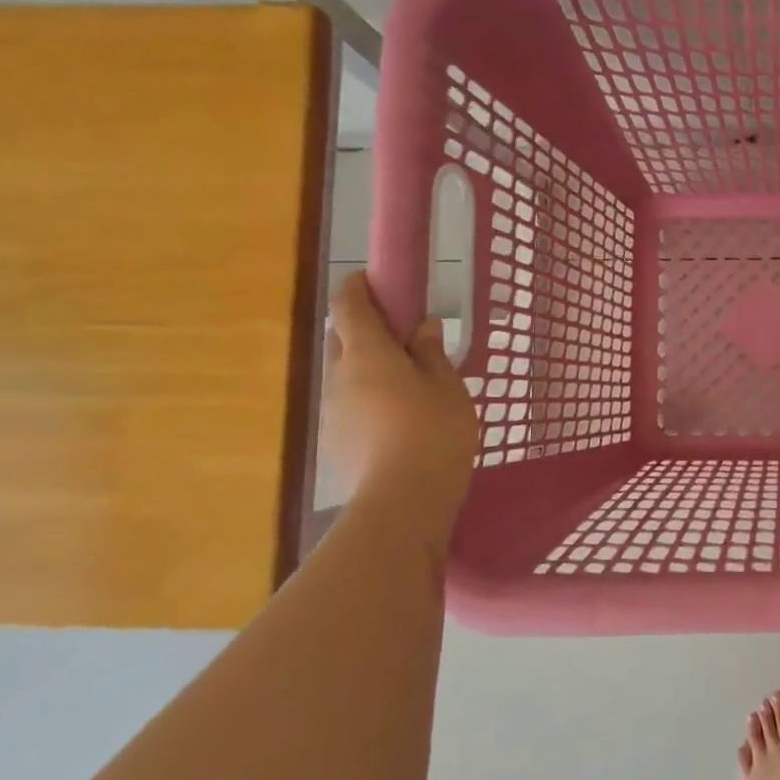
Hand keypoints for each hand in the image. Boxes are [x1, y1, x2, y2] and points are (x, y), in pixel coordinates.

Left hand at [325, 272, 478, 508]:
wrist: (403, 499)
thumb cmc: (434, 431)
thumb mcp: (447, 386)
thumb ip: (431, 352)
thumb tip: (421, 327)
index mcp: (367, 353)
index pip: (348, 305)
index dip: (357, 286)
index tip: (376, 279)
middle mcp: (339, 375)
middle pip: (341, 337)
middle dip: (364, 327)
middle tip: (401, 335)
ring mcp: (332, 410)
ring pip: (344, 373)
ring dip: (366, 365)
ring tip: (405, 382)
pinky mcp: (335, 440)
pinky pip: (349, 403)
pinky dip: (367, 397)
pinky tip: (396, 419)